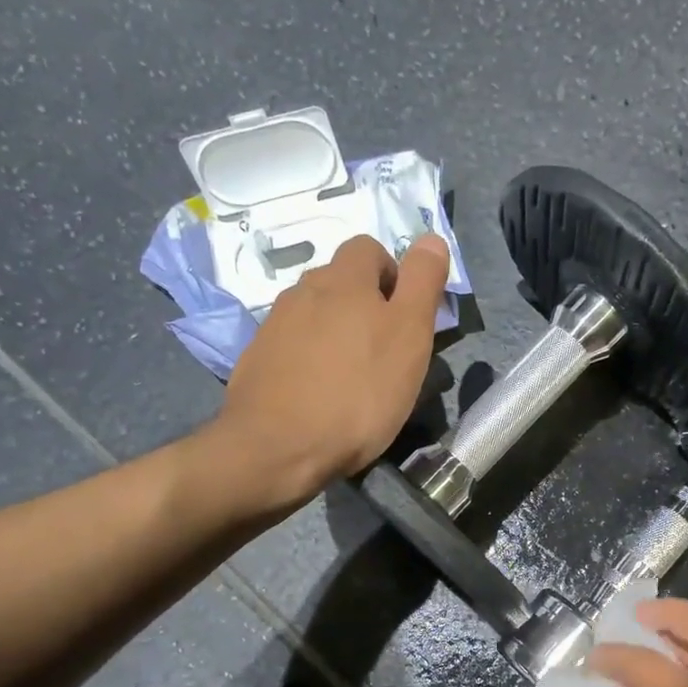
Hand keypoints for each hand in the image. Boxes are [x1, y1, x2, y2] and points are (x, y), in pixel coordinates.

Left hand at [216, 234, 450, 501]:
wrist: (278, 448)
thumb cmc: (359, 392)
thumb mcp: (409, 335)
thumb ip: (422, 283)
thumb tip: (431, 238)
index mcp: (343, 280)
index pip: (369, 248)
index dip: (392, 275)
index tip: (405, 317)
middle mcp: (303, 291)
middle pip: (340, 281)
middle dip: (364, 304)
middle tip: (384, 352)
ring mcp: (274, 325)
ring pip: (314, 314)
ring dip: (336, 332)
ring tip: (351, 377)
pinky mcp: (256, 360)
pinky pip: (291, 345)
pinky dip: (309, 359)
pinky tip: (319, 394)